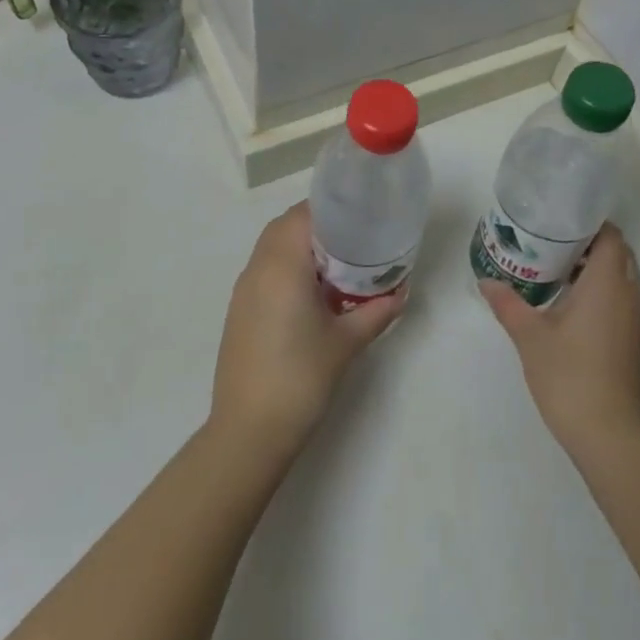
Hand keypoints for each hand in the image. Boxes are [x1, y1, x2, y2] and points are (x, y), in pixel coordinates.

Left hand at [210, 202, 405, 459]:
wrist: (249, 431)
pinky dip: (287, 268)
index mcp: (282, 265)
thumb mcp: (346, 342)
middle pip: (285, 226)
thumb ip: (376, 311)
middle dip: (318, 225)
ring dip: (300, 246)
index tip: (360, 216)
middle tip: (354, 240)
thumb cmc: (301, 378)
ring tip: (337, 265)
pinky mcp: (239, 311)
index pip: (303, 214)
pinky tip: (312, 294)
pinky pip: (264, 271)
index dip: (331, 208)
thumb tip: (401, 292)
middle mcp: (258, 269)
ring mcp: (244, 290)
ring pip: (271, 248)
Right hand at [480, 222, 639, 457]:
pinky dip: (599, 291)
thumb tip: (486, 281)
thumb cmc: (570, 375)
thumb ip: (508, 304)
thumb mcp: (530, 336)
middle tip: (549, 241)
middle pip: (616, 253)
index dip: (588, 223)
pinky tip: (567, 304)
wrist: (609, 434)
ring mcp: (635, 319)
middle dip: (587, 243)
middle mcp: (628, 294)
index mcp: (608, 282)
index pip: (610, 235)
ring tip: (553, 269)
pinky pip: (620, 299)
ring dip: (593, 269)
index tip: (558, 220)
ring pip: (619, 277)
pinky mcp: (633, 340)